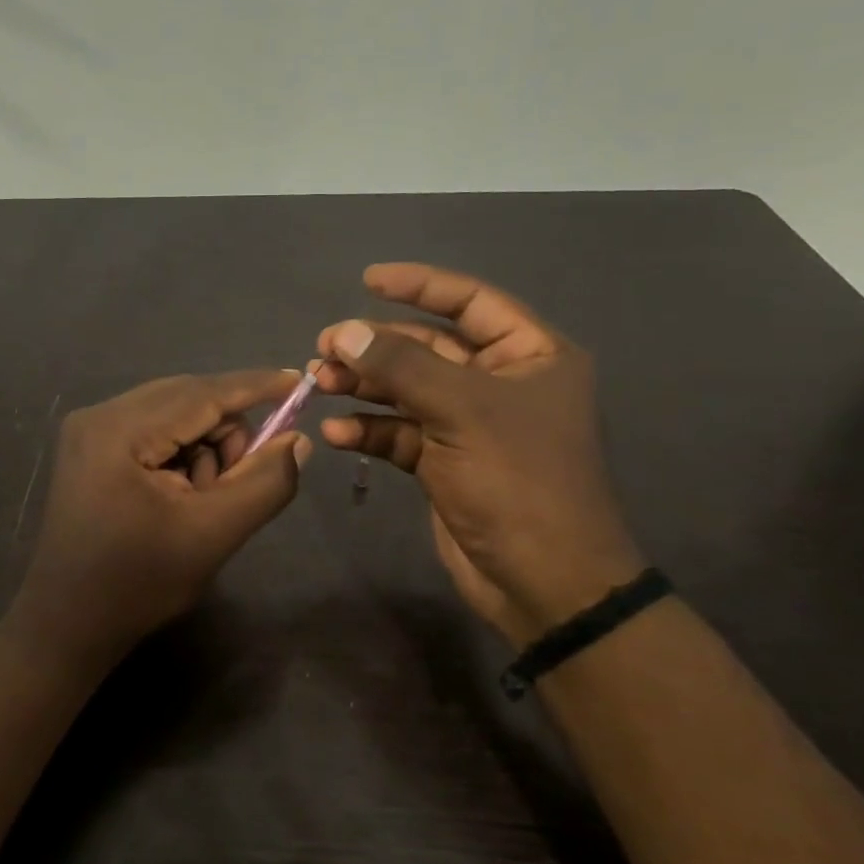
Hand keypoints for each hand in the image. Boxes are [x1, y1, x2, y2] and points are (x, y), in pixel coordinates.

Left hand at [8, 371, 310, 674]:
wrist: (67, 625)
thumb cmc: (138, 584)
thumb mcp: (213, 535)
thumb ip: (264, 483)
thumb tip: (297, 440)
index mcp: (119, 430)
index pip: (202, 393)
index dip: (256, 386)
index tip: (300, 381)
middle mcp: (99, 414)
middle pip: (187, 399)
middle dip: (227, 433)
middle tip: (236, 483)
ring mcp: (90, 429)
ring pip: (174, 414)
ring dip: (205, 448)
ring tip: (201, 500)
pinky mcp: (91, 446)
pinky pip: (154, 429)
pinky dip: (182, 454)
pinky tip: (180, 495)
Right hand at [315, 264, 643, 644]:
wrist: (544, 583)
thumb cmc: (518, 481)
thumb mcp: (461, 412)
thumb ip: (402, 366)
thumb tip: (346, 332)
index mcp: (530, 355)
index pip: (471, 301)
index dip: (420, 286)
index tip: (368, 280)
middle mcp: (501, 382)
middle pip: (429, 347)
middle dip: (377, 347)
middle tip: (325, 347)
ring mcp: (471, 424)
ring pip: (408, 390)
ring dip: (365, 387)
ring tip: (319, 384)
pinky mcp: (446, 462)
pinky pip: (401, 433)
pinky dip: (370, 430)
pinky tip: (337, 435)